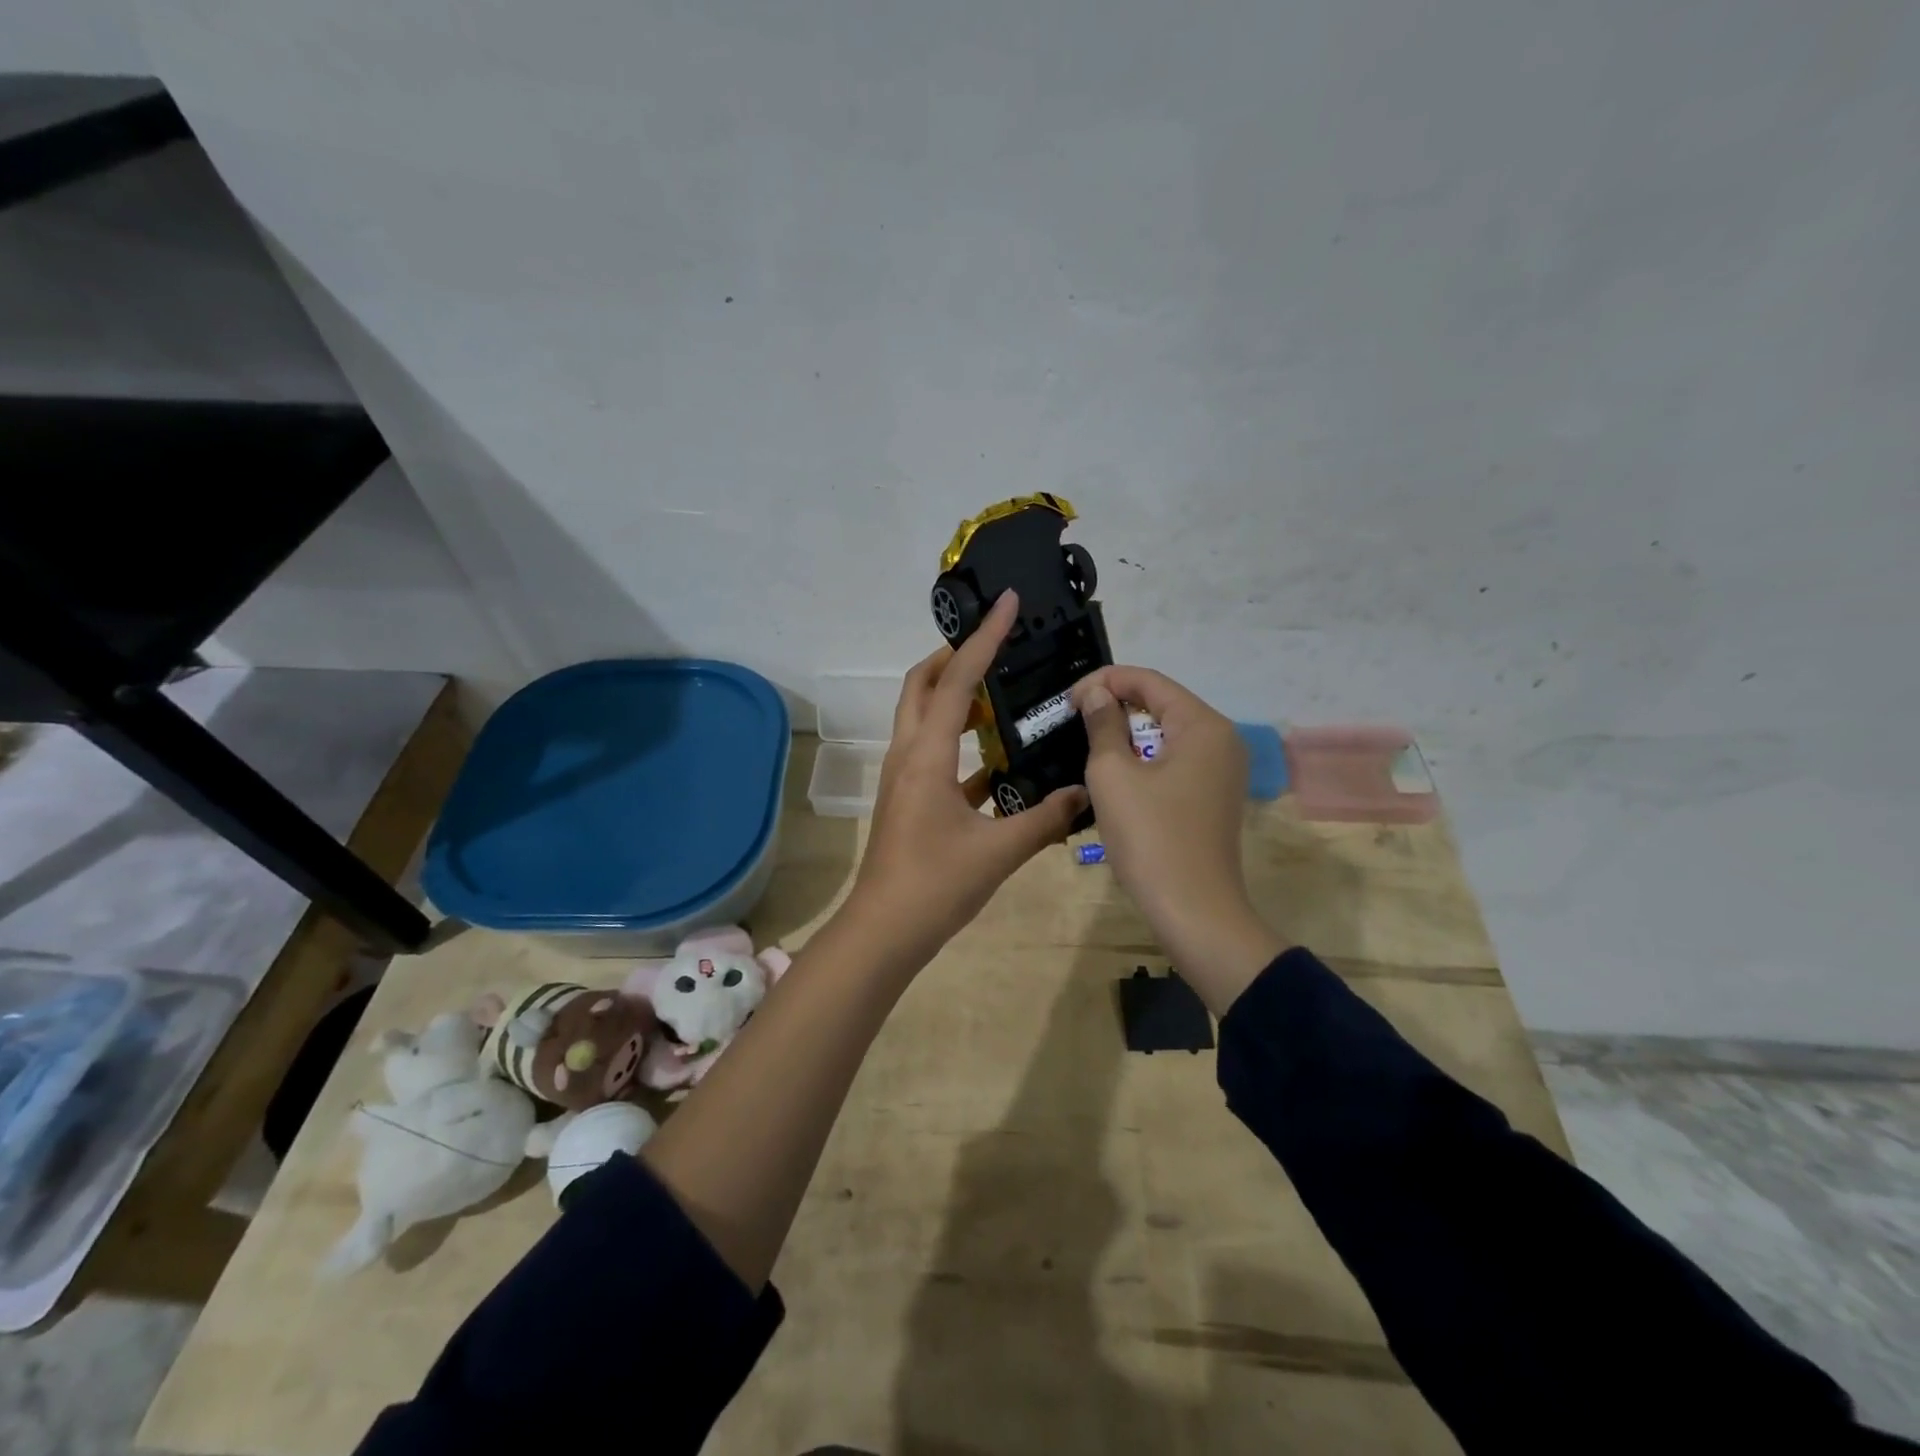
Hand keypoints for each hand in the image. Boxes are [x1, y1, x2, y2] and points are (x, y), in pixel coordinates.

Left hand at [847, 590, 1088, 964]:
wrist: (884, 932)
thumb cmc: (935, 885)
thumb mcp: (999, 851)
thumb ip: (1045, 818)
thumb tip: (1084, 791)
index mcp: (926, 755)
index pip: (957, 681)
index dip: (984, 639)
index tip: (1007, 604)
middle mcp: (909, 755)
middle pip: (922, 686)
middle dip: (953, 657)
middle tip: (994, 645)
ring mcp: (905, 778)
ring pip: (925, 719)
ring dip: (955, 698)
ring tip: (1001, 695)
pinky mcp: (911, 800)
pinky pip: (935, 756)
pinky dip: (961, 744)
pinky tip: (998, 760)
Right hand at [1073, 666, 1285, 1012]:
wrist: (1193, 911)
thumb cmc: (1150, 838)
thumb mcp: (1113, 775)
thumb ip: (1104, 724)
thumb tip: (1096, 693)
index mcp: (1203, 726)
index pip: (1150, 681)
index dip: (1104, 681)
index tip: (1066, 700)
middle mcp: (1221, 739)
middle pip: (1162, 704)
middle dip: (1116, 706)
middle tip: (1073, 721)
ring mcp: (1222, 770)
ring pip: (1167, 734)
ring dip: (1127, 734)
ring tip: (1088, 745)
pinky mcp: (1214, 796)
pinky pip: (1175, 760)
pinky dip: (1144, 759)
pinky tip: (1116, 775)